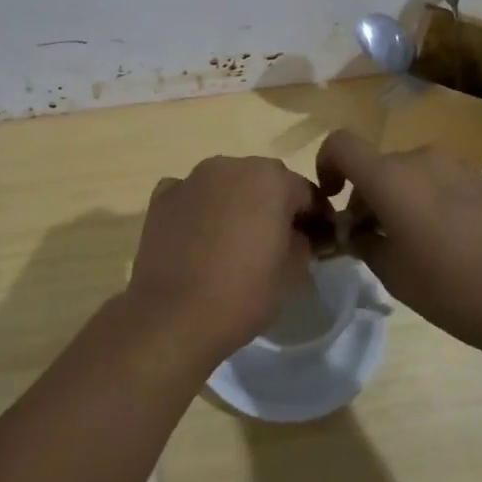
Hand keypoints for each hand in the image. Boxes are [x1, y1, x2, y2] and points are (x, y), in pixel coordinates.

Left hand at [124, 156, 323, 370]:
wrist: (173, 316)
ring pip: (226, 184)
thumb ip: (303, 243)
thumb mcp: (292, 273)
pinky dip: (199, 209)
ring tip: (234, 240)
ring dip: (235, 203)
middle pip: (264, 181)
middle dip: (273, 205)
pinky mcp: (162, 196)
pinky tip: (198, 238)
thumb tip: (297, 236)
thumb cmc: (242, 293)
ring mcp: (192, 178)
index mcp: (270, 178)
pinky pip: (191, 195)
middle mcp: (231, 166)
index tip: (318, 241)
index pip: (305, 192)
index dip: (315, 217)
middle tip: (276, 241)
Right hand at [316, 129, 481, 357]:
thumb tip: (356, 232)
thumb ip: (364, 243)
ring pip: (407, 174)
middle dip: (364, 196)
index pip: (341, 144)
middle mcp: (420, 159)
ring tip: (410, 245)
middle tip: (371, 241)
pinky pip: (437, 181)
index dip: (326, 163)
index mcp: (391, 176)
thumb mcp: (393, 273)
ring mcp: (456, 166)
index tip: (332, 198)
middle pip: (376, 166)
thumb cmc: (450, 287)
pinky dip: (425, 200)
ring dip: (396, 199)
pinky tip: (443, 242)